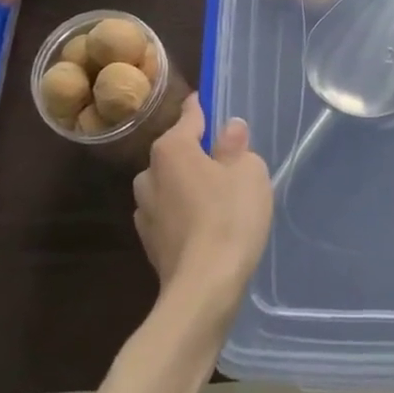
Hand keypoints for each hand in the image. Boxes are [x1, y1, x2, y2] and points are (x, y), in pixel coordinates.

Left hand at [133, 95, 272, 333]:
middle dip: (195, 152)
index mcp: (171, 148)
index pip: (189, 115)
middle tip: (224, 161)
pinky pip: (168, 214)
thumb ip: (236, 146)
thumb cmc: (229, 218)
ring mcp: (145, 211)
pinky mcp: (149, 243)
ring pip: (168, 184)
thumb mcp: (248, 172)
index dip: (202, 107)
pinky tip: (203, 226)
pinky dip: (182, 214)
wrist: (203, 289)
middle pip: (175, 151)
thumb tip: (229, 129)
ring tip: (214, 196)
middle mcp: (150, 173)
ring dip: (185, 185)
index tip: (209, 102)